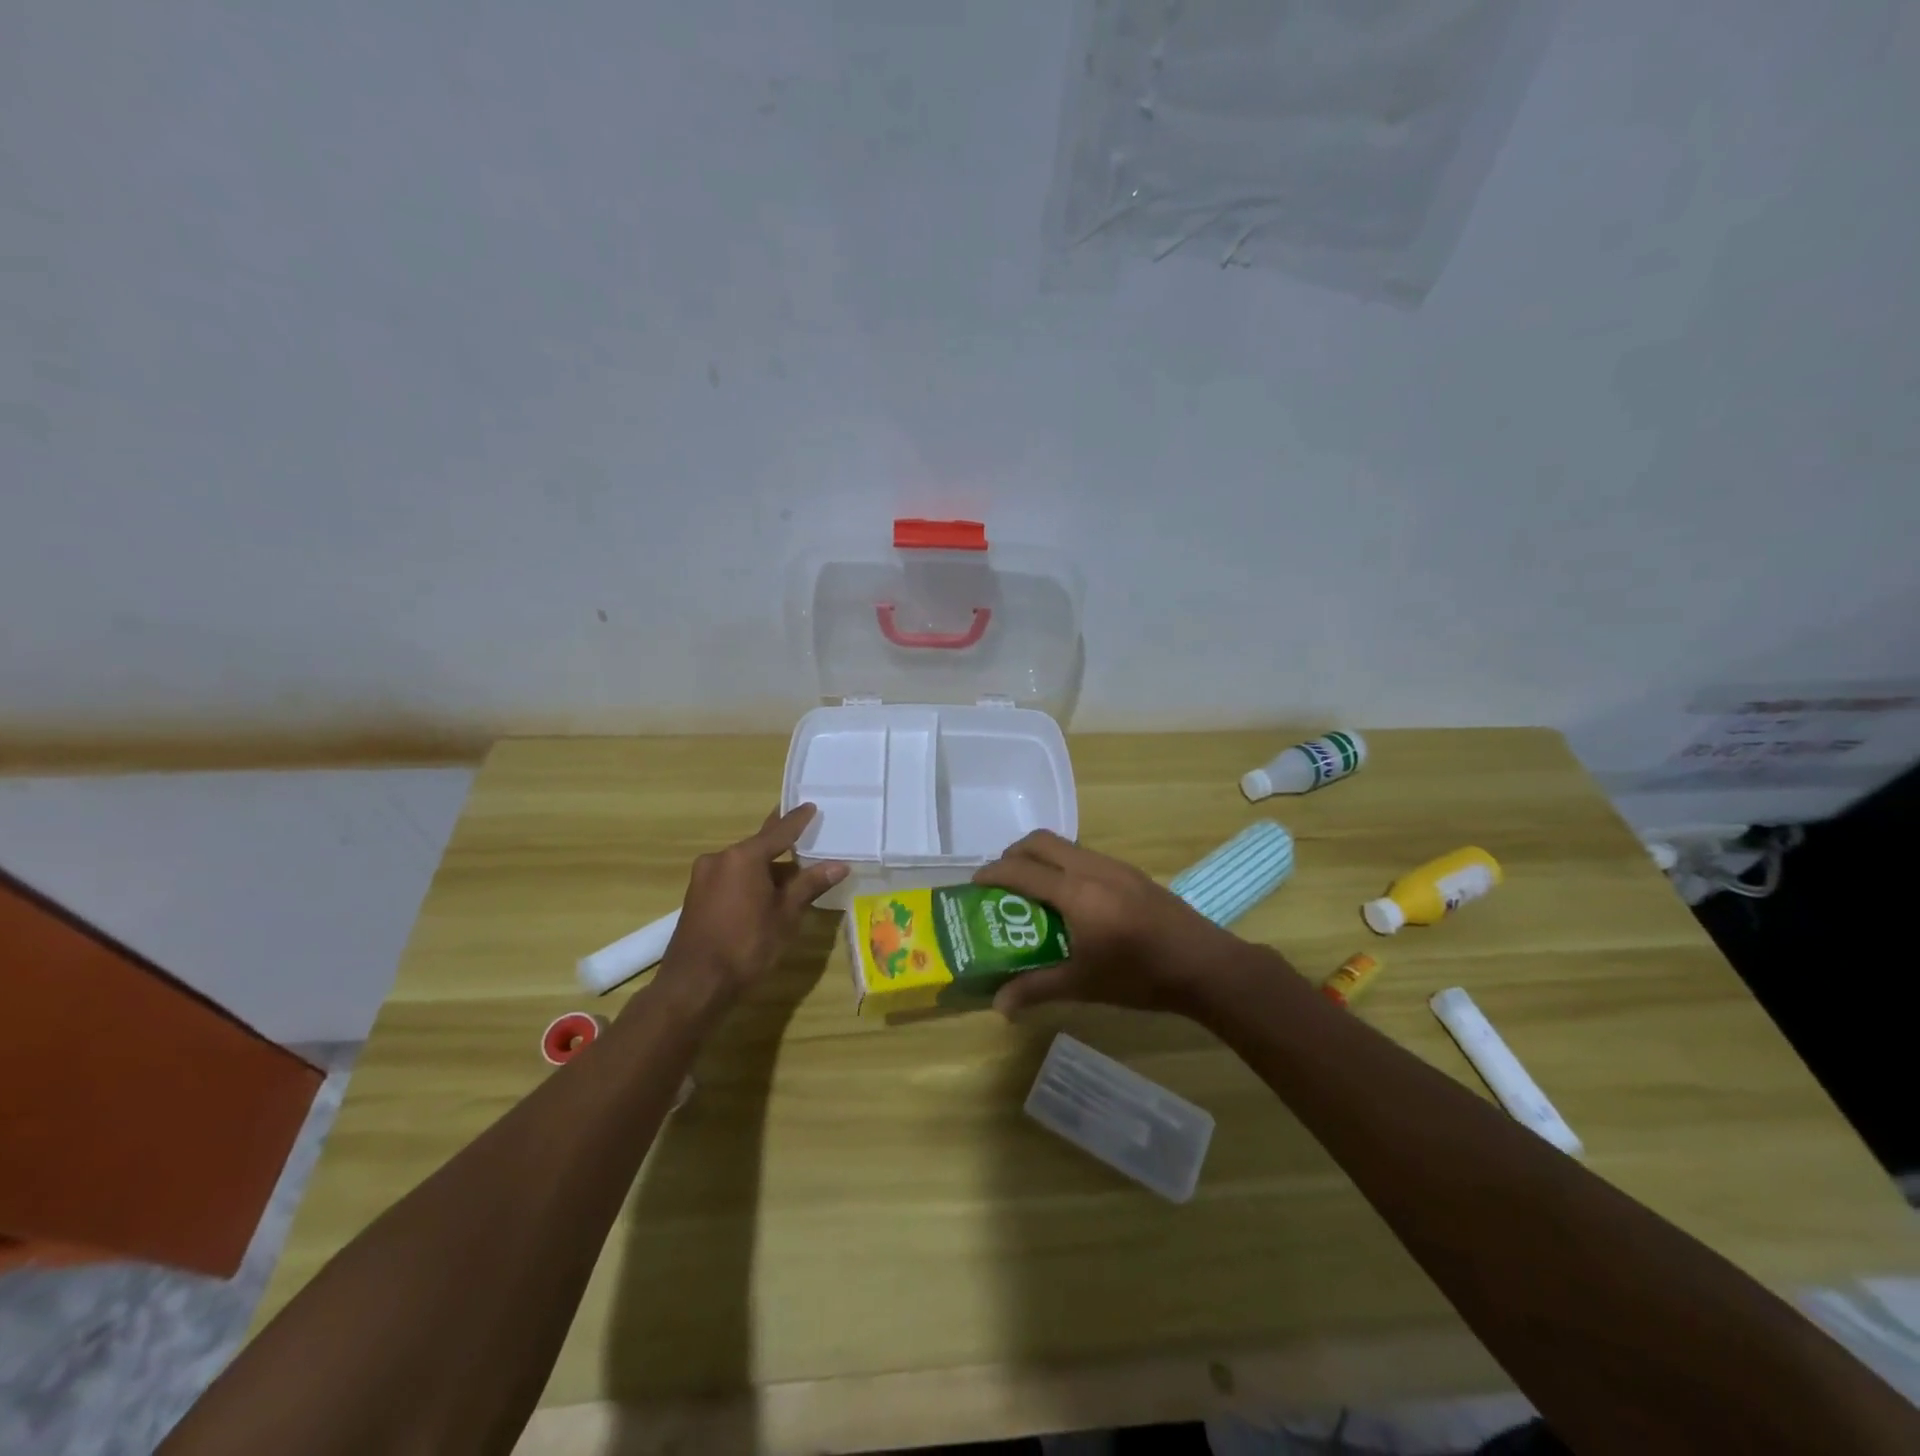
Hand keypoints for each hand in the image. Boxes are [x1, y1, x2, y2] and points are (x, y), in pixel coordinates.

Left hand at [653, 804, 847, 1010]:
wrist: (694, 985)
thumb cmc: (746, 946)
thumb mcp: (786, 915)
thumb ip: (810, 885)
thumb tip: (839, 865)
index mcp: (743, 857)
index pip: (779, 832)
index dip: (798, 820)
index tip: (811, 806)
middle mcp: (720, 858)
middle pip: (759, 846)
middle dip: (782, 844)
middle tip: (803, 834)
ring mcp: (704, 877)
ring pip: (745, 864)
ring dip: (768, 868)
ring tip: (794, 874)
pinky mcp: (697, 896)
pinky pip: (731, 877)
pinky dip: (751, 880)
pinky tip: (767, 893)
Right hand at [971, 830, 1247, 1018]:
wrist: (1205, 965)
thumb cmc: (1140, 976)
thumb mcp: (1083, 985)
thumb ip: (1037, 989)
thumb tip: (998, 1006)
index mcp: (1077, 893)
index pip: (1022, 871)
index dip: (993, 873)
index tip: (974, 883)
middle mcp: (1093, 869)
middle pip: (1042, 841)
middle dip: (1014, 854)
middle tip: (1001, 881)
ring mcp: (1116, 867)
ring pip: (1066, 846)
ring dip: (1042, 858)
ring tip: (1032, 891)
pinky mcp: (1132, 873)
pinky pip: (1086, 857)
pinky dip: (1065, 866)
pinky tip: (1071, 900)